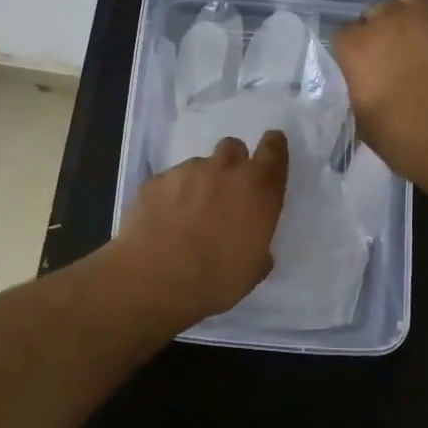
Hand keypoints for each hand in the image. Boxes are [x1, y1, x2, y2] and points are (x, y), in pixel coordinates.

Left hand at [107, 130, 289, 330]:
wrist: (153, 279)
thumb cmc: (214, 280)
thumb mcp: (251, 271)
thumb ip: (258, 247)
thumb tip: (253, 245)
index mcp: (257, 191)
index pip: (273, 151)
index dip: (274, 146)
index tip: (271, 146)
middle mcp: (225, 171)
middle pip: (234, 148)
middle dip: (233, 164)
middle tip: (226, 192)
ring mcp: (186, 172)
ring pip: (199, 165)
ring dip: (200, 183)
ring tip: (188, 214)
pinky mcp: (155, 180)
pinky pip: (170, 181)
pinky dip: (171, 195)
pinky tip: (163, 221)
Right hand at [333, 0, 427, 208]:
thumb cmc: (412, 145)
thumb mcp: (365, 122)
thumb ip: (359, 86)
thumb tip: (363, 71)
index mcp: (361, 48)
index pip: (344, 35)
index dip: (350, 54)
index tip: (359, 74)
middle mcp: (394, 22)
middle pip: (376, 13)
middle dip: (377, 33)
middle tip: (387, 63)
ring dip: (404, 11)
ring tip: (409, 33)